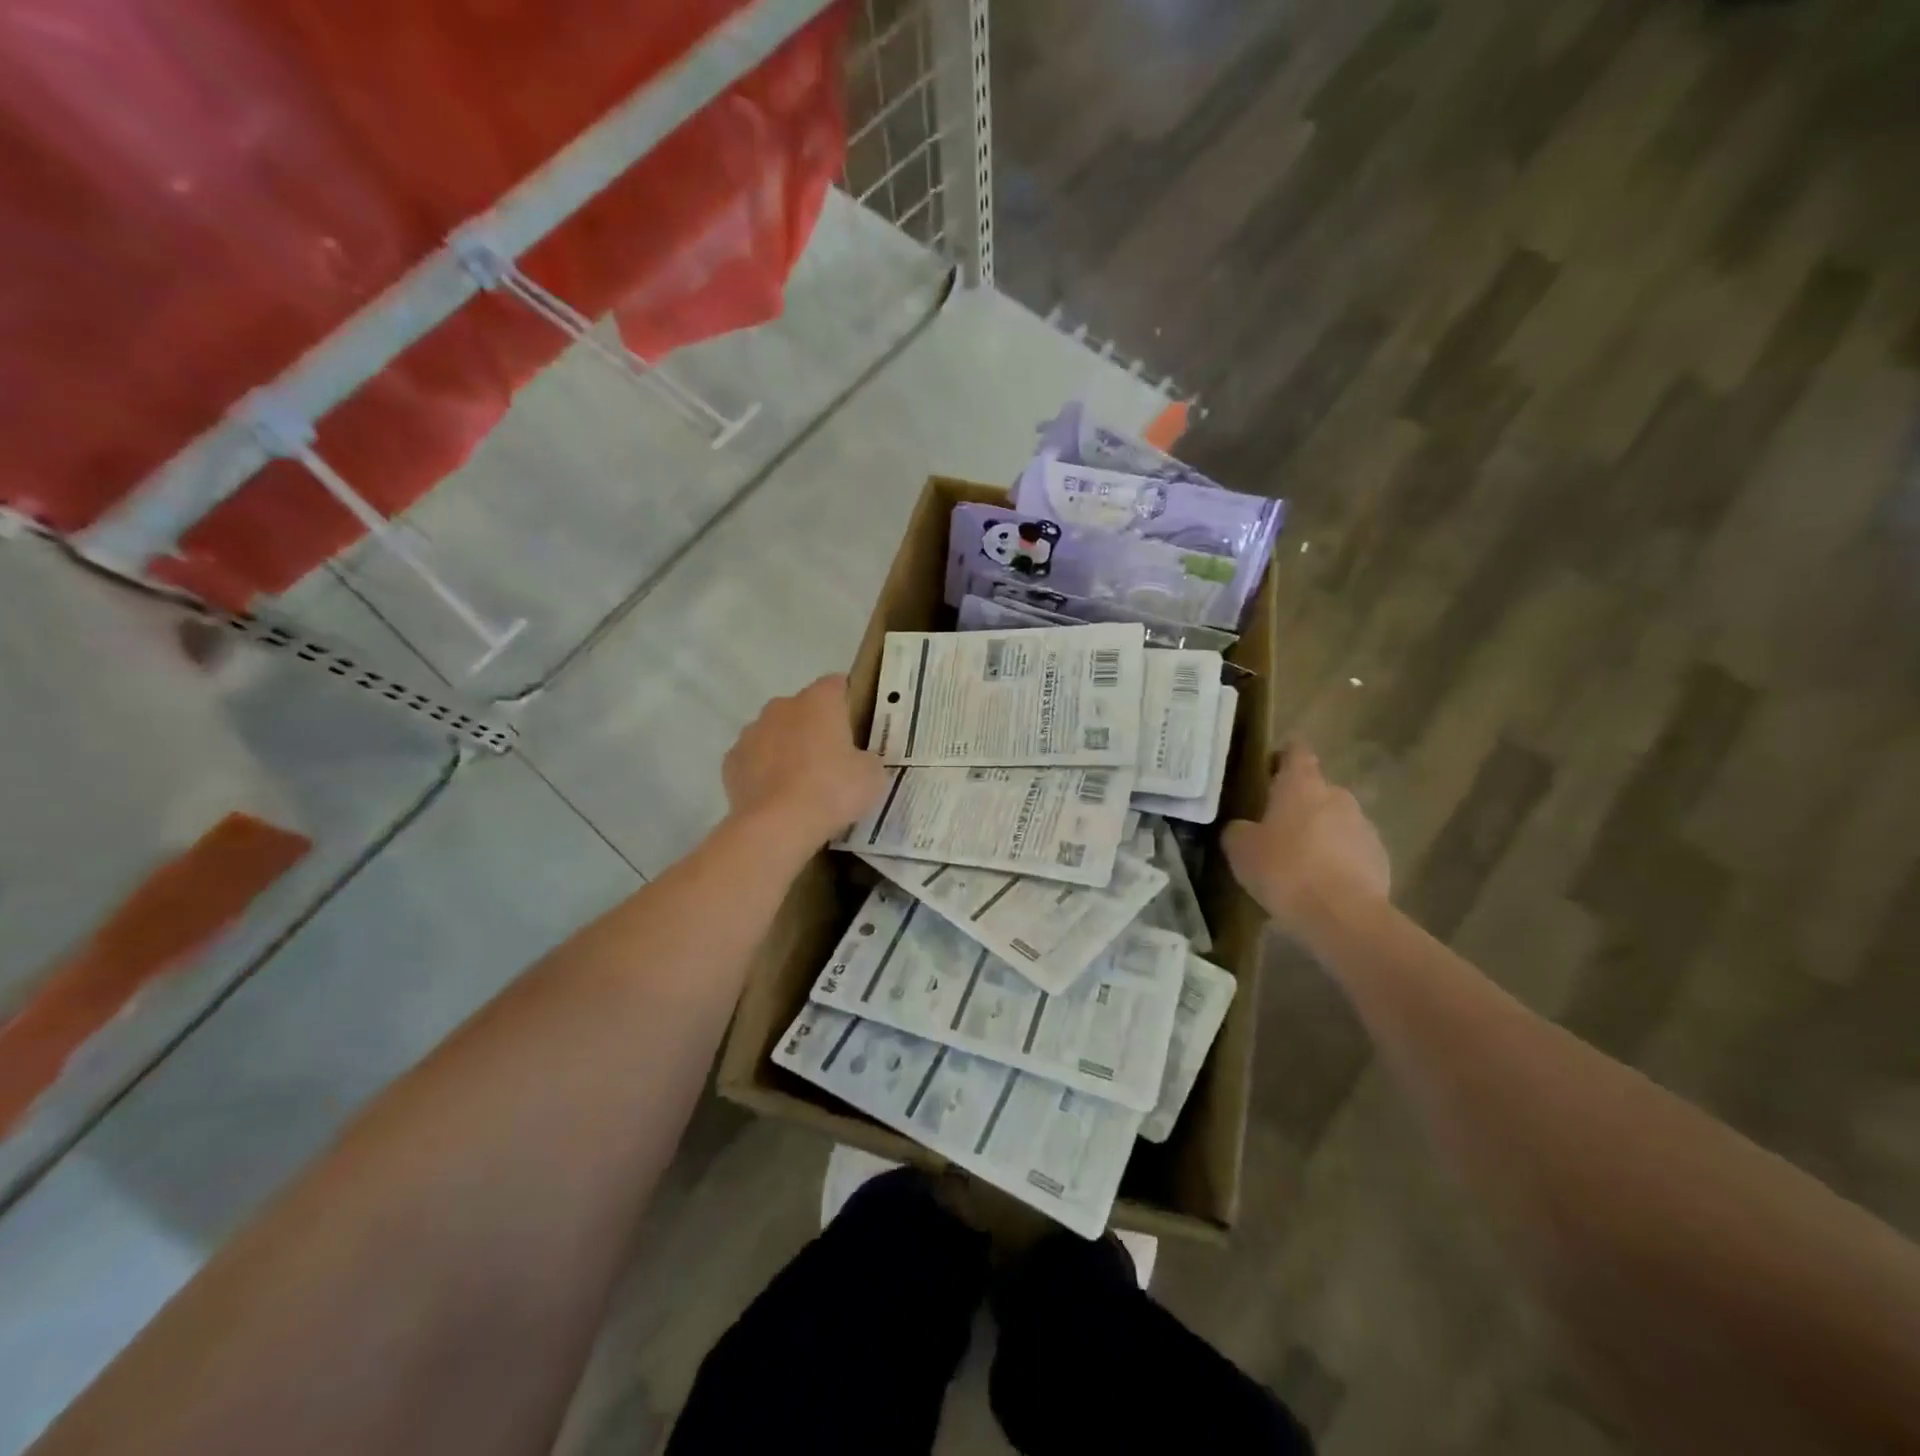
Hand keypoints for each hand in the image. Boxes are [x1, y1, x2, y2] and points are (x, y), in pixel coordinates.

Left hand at [723, 675, 887, 850]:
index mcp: (819, 701)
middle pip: (802, 709)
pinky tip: (777, 797)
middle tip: (833, 759)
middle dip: (815, 727)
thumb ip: (867, 759)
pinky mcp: (731, 762)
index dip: (848, 701)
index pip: (837, 684)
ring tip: (802, 783)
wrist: (777, 826)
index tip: (857, 725)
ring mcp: (751, 733)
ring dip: (787, 748)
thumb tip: (858, 761)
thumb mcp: (872, 776)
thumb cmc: (832, 791)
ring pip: (775, 733)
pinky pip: (754, 760)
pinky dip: (764, 772)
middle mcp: (781, 707)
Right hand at [1222, 740, 1390, 936]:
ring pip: (1335, 821)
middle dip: (1298, 803)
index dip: (1282, 756)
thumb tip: (1242, 827)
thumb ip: (1238, 830)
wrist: (1343, 917)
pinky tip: (1320, 885)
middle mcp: (1337, 796)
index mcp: (1302, 785)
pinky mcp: (1380, 858)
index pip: (1296, 751)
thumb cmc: (1285, 870)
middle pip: (1316, 789)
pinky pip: (1351, 850)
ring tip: (1298, 862)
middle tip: (1273, 827)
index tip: (1268, 770)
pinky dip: (1336, 860)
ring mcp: (1363, 827)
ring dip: (1318, 833)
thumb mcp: (1241, 849)